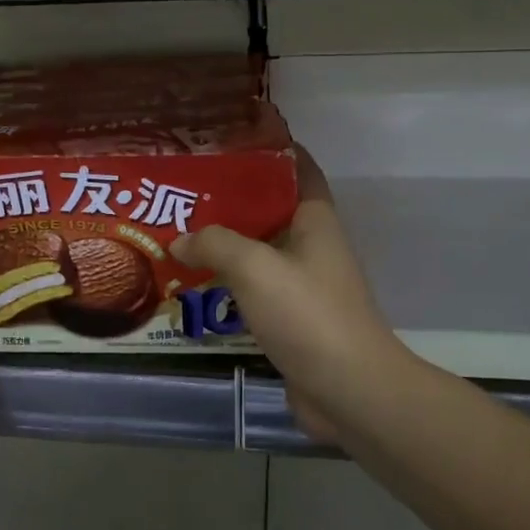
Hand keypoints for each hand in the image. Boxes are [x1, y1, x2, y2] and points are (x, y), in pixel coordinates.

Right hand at [171, 147, 410, 443]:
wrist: (349, 391)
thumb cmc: (308, 314)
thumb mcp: (254, 267)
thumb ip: (214, 243)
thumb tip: (179, 238)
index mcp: (316, 219)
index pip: (297, 167)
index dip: (269, 148)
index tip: (228, 138)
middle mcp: (312, 244)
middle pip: (270, 207)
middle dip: (232, 196)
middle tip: (187, 186)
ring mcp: (303, 283)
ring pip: (259, 249)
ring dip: (225, 241)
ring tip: (179, 228)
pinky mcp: (292, 317)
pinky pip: (254, 287)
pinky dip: (227, 280)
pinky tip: (193, 279)